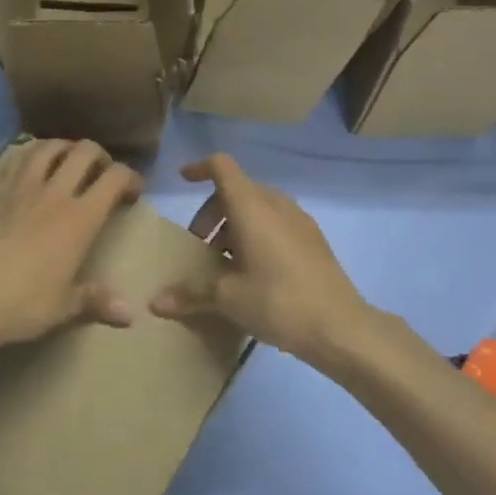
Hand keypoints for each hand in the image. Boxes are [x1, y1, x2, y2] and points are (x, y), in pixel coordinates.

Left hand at [0, 139, 142, 357]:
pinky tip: (27, 169)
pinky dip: (29, 155)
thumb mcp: (62, 308)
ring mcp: (16, 184)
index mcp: (79, 218)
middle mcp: (51, 191)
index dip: (130, 177)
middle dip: (100, 156)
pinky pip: (13, 156)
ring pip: (47, 146)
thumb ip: (96, 301)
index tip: (132, 190)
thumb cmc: (17, 305)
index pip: (114, 178)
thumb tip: (129, 314)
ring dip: (64, 149)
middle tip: (100, 173)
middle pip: (84, 151)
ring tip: (65, 163)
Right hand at [149, 154, 373, 364]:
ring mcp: (299, 221)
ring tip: (224, 262)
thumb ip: (190, 293)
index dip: (200, 168)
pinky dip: (256, 234)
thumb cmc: (278, 301)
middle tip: (200, 246)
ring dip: (235, 225)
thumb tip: (155, 302)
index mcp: (252, 207)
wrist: (340, 327)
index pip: (222, 167)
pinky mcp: (313, 240)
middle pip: (237, 189)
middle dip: (213, 211)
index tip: (183, 180)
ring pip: (258, 207)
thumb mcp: (228, 298)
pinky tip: (253, 272)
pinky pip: (276, 223)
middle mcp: (276, 205)